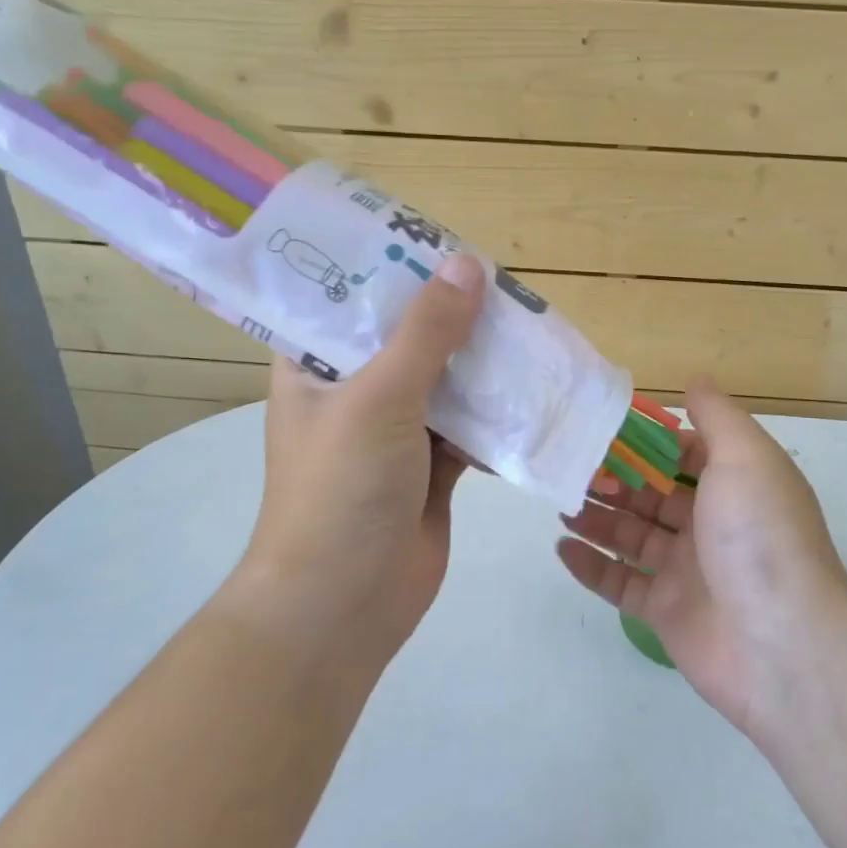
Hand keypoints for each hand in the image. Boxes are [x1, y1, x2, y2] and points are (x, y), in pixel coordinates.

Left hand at [233, 255, 486, 665]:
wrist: (343, 606)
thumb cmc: (340, 489)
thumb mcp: (379, 397)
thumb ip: (426, 332)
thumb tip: (468, 264)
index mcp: (315, 365)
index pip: (347, 298)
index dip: (389, 267)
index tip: (438, 240)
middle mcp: (352, 390)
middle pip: (407, 336)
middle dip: (452, 314)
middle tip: (501, 283)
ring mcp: (394, 430)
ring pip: (445, 379)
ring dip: (481, 362)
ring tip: (527, 326)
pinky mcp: (431, 466)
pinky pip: (469, 424)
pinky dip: (496, 412)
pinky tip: (531, 390)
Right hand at [556, 381, 846, 736]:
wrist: (782, 643)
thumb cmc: (760, 535)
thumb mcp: (745, 457)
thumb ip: (717, 416)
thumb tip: (695, 381)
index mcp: (734, 486)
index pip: (683, 454)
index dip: (645, 441)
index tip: (602, 427)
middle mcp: (711, 525)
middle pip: (651, 494)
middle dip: (612, 479)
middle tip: (567, 466)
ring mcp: (687, 571)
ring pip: (631, 535)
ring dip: (596, 518)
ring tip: (560, 503)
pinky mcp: (665, 611)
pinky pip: (621, 583)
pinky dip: (592, 566)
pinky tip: (563, 548)